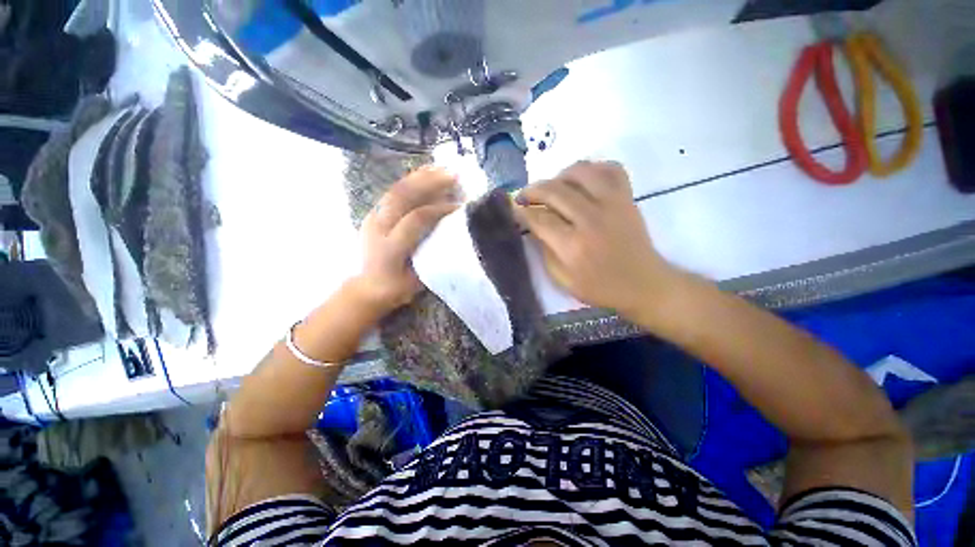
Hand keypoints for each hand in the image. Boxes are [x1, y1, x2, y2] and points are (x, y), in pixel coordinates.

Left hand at [352, 167, 459, 315]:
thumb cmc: (397, 287)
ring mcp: (373, 218)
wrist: (368, 287)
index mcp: (391, 248)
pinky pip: (393, 192)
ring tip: (441, 168)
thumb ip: (433, 255)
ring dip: (420, 177)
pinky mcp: (374, 214)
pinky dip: (410, 181)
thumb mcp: (419, 278)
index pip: (416, 220)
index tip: (458, 205)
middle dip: (429, 183)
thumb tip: (452, 233)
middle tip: (452, 175)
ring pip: (396, 190)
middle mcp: (378, 228)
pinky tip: (424, 174)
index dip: (438, 209)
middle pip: (402, 197)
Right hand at [515, 161, 676, 314]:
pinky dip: (592, 169)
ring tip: (552, 188)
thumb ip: (544, 251)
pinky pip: (609, 168)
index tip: (513, 209)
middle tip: (524, 197)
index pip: (539, 219)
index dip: (521, 212)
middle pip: (554, 190)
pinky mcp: (627, 197)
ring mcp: (612, 204)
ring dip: (558, 176)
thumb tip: (533, 226)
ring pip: (579, 171)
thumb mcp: (563, 280)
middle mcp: (591, 219)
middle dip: (532, 190)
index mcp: (573, 246)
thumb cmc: (600, 287)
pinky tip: (582, 181)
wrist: (643, 284)